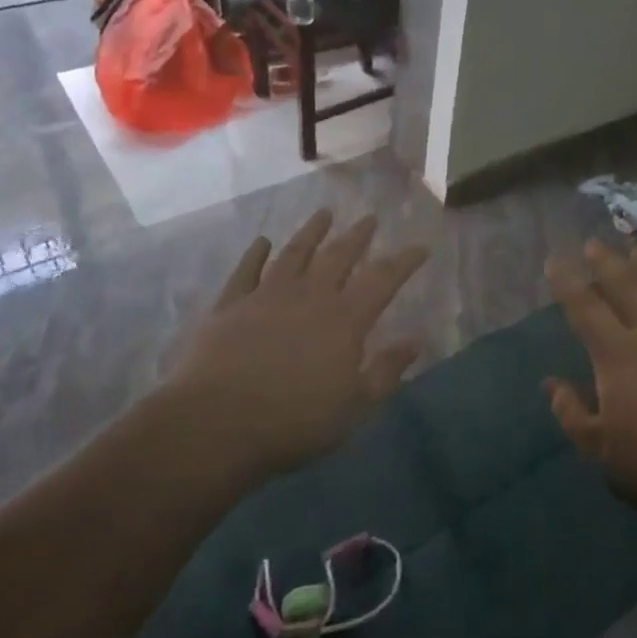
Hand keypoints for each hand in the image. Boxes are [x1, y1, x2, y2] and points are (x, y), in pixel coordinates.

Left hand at [161, 210, 428, 478]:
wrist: (216, 424)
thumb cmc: (294, 422)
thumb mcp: (354, 407)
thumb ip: (385, 371)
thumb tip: (415, 341)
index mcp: (345, 319)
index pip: (383, 279)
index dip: (404, 261)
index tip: (420, 247)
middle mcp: (310, 296)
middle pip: (339, 256)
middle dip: (358, 235)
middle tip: (370, 218)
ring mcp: (266, 296)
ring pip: (295, 253)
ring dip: (312, 232)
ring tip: (324, 213)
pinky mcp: (230, 305)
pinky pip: (246, 270)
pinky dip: (255, 254)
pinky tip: (262, 241)